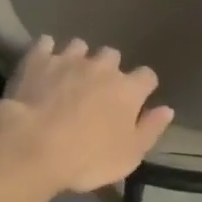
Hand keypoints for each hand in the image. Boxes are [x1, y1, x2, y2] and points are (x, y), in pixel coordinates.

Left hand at [0, 37, 174, 194]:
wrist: (34, 145)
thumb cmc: (87, 158)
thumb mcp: (129, 155)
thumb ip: (151, 129)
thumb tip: (167, 109)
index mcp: (128, 90)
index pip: (147, 76)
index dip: (142, 87)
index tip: (136, 99)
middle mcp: (102, 67)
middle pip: (112, 55)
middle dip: (108, 68)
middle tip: (97, 89)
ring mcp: (68, 59)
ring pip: (79, 46)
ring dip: (78, 58)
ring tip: (68, 75)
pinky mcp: (38, 59)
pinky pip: (45, 43)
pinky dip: (46, 51)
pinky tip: (42, 63)